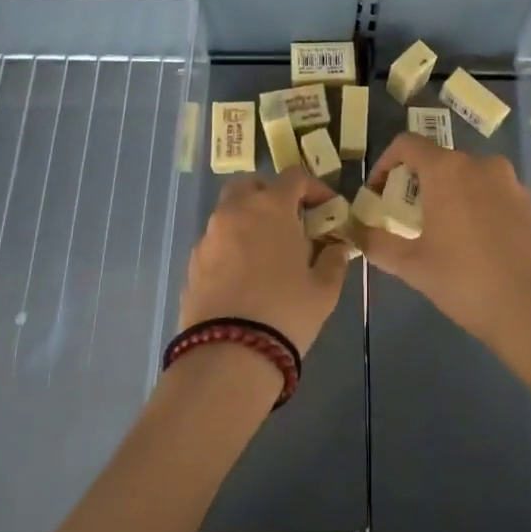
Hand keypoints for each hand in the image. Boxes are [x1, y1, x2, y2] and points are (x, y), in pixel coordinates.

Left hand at [178, 167, 350, 357]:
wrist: (229, 354)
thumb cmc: (286, 311)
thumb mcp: (324, 289)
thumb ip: (333, 259)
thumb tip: (337, 247)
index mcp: (270, 207)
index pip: (294, 177)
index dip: (314, 188)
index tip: (327, 210)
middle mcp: (235, 212)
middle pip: (251, 186)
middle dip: (271, 196)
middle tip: (290, 222)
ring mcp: (209, 237)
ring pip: (229, 213)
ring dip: (249, 221)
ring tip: (267, 253)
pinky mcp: (193, 263)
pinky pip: (216, 242)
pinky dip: (232, 247)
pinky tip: (245, 277)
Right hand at [353, 132, 530, 345]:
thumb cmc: (465, 280)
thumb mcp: (412, 265)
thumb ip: (377, 243)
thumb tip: (354, 232)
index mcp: (447, 169)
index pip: (407, 144)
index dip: (385, 164)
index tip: (378, 194)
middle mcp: (480, 164)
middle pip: (438, 160)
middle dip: (417, 184)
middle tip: (405, 219)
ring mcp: (510, 182)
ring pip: (468, 177)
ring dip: (448, 195)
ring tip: (440, 233)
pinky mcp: (530, 203)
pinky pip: (493, 194)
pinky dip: (476, 207)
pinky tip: (475, 245)